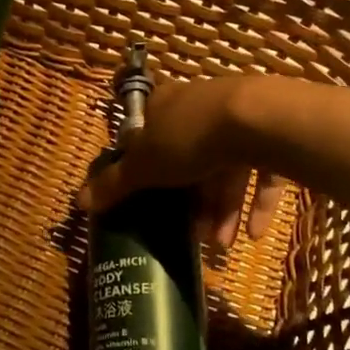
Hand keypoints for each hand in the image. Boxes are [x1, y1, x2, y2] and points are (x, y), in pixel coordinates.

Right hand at [78, 77, 287, 247]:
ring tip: (221, 245)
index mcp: (165, 105)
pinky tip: (253, 235)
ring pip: (225, 169)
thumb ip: (115, 184)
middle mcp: (199, 106)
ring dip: (222, 209)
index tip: (145, 192)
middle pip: (188, 156)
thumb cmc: (189, 137)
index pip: (148, 129)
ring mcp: (237, 119)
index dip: (144, 161)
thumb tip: (78, 201)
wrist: (258, 121)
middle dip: (190, 200)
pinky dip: (256, 204)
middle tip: (191, 234)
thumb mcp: (144, 165)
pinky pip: (261, 173)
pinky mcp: (270, 135)